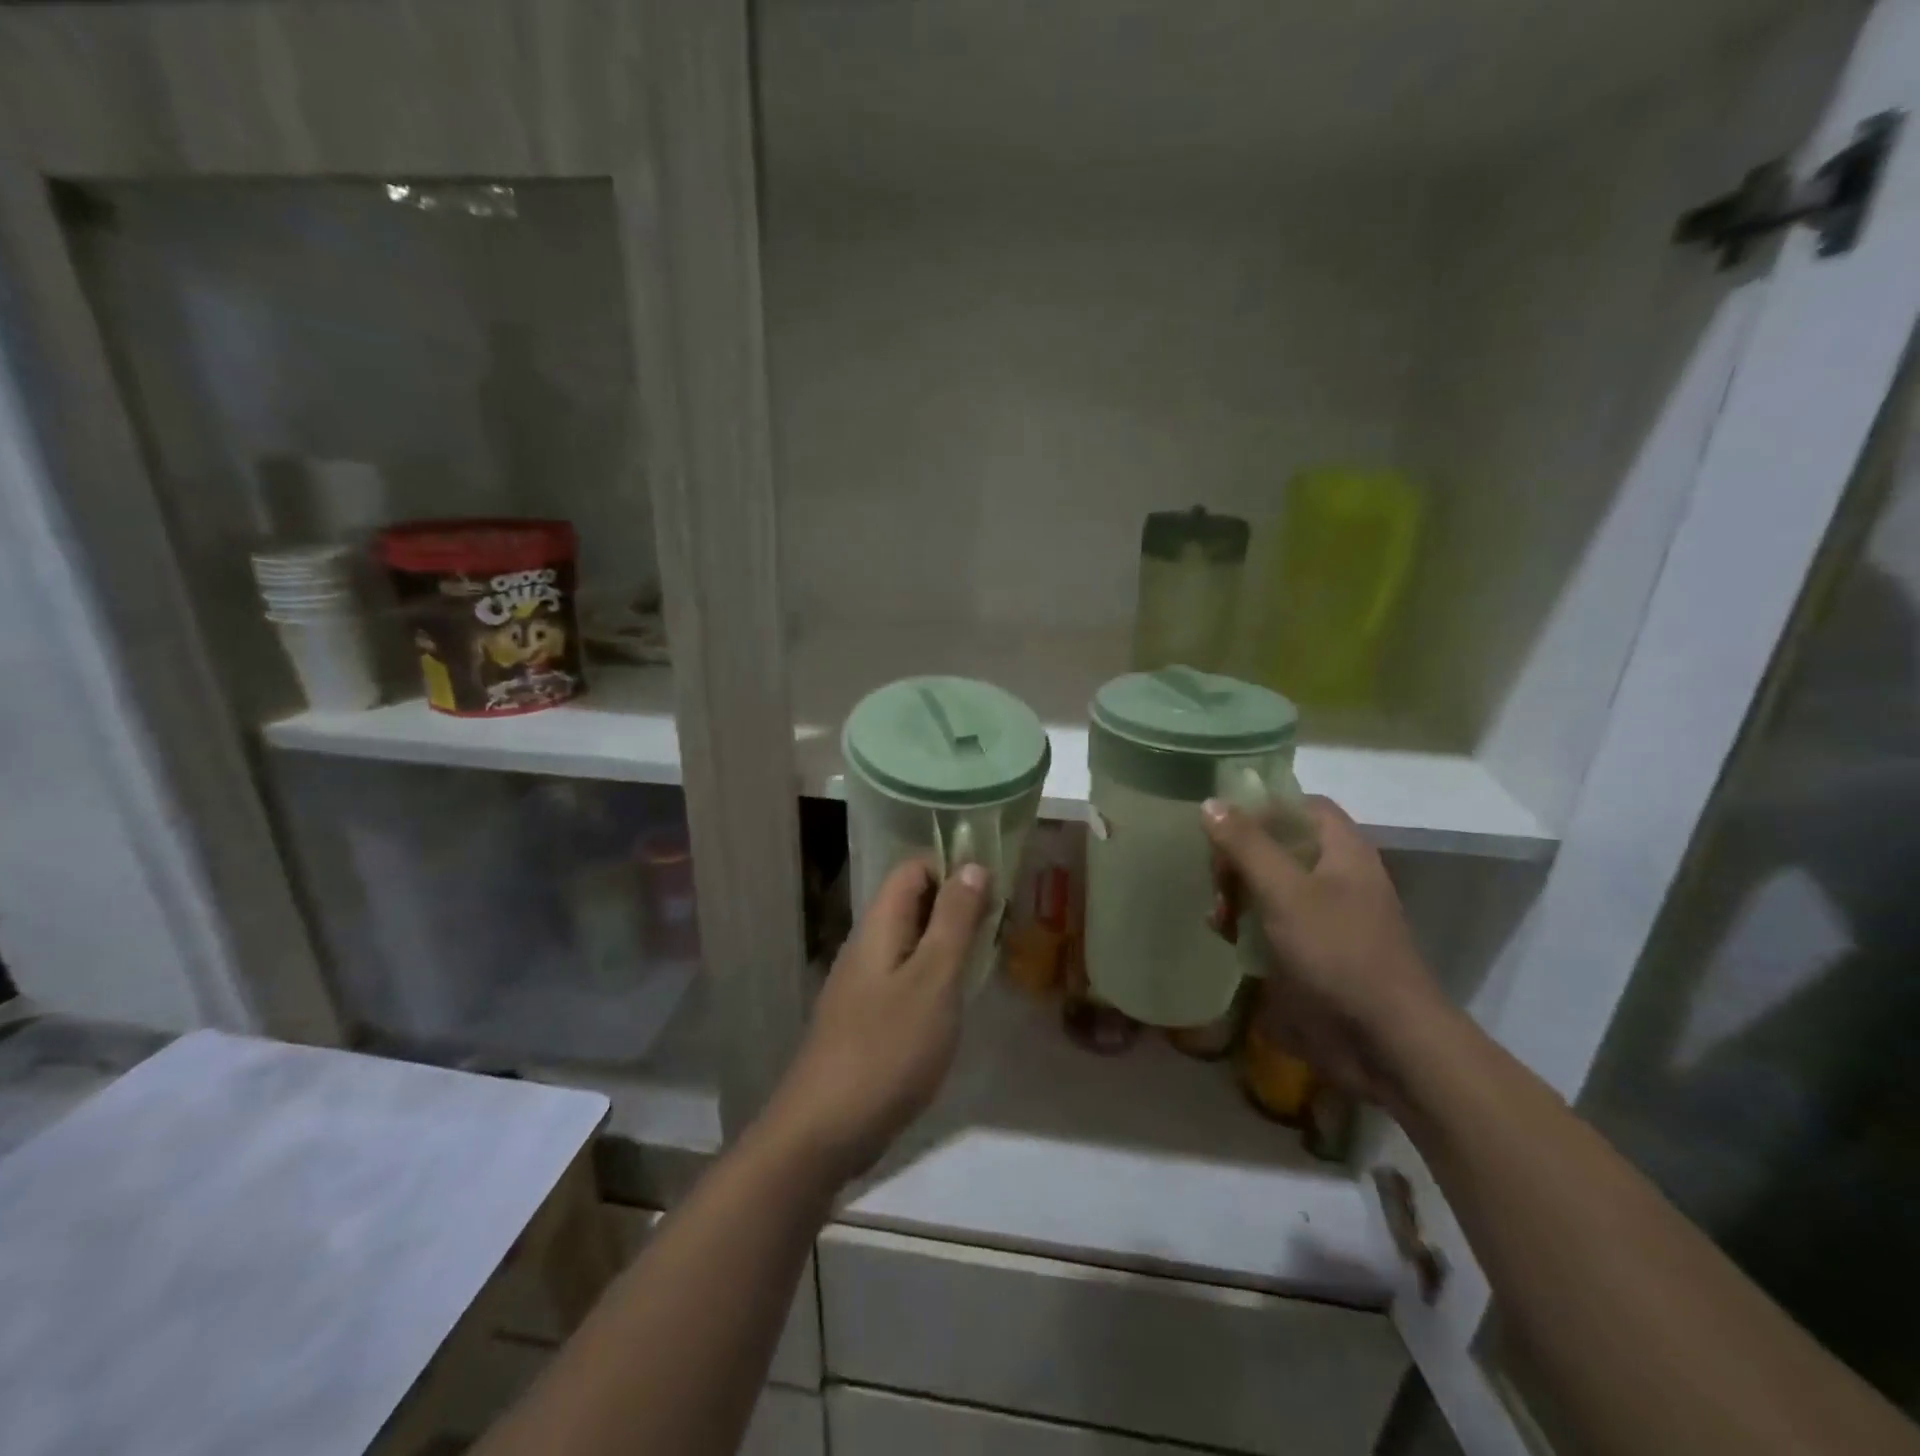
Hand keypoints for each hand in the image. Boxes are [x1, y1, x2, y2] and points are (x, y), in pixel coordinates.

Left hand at [763, 859, 991, 1185]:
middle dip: (957, 908)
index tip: (994, 895)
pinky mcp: (865, 1019)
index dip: (953, 870)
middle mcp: (867, 946)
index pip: (913, 869)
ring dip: (948, 945)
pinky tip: (955, 1006)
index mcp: (879, 926)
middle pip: (913, 903)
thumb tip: (972, 865)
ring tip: (985, 966)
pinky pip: (905, 979)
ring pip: (911, 943)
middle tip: (999, 932)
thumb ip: (954, 921)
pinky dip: (934, 979)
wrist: (823, 1130)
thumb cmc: (887, 1047)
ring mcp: (862, 984)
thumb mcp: (933, 979)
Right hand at [1204, 795, 1450, 1108]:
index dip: (1262, 808)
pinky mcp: (1315, 949)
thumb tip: (1211, 803)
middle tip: (1216, 882)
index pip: (1301, 805)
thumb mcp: (1285, 892)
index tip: (1222, 827)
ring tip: (1219, 918)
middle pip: (1279, 844)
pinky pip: (1274, 920)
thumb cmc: (1338, 952)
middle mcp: (1337, 874)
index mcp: (1343, 850)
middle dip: (1239, 858)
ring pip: (1271, 884)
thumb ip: (1247, 845)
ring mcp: (1327, 914)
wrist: (1385, 1040)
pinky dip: (1248, 923)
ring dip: (1238, 894)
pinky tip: (1228, 940)